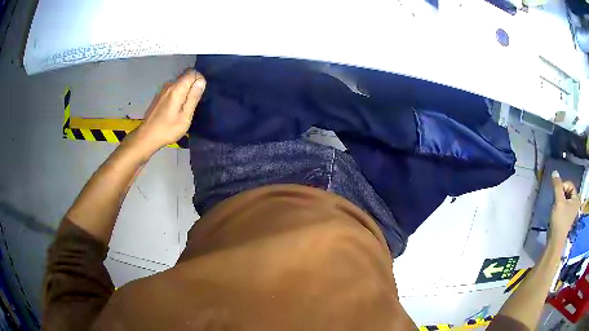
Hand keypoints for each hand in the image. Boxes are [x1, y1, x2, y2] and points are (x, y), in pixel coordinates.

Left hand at [128, 69, 205, 154]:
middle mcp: (169, 85)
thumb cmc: (167, 129)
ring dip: (185, 92)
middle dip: (192, 86)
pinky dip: (178, 95)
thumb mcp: (185, 117)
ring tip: (184, 109)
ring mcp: (162, 90)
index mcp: (177, 89)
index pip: (193, 73)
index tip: (199, 95)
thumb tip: (201, 81)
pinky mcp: (159, 96)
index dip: (199, 80)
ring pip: (179, 84)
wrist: (146, 137)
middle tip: (193, 104)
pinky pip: (173, 90)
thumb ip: (193, 97)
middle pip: (185, 77)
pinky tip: (175, 110)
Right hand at [550, 171, 580, 241]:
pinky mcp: (567, 217)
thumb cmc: (559, 220)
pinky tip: (556, 213)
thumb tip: (554, 172)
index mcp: (576, 199)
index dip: (562, 187)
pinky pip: (564, 205)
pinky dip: (560, 206)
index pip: (569, 184)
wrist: (555, 241)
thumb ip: (557, 185)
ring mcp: (572, 211)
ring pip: (565, 198)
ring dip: (559, 201)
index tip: (557, 196)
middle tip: (556, 202)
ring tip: (556, 208)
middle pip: (568, 191)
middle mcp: (576, 203)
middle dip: (561, 194)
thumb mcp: (558, 201)